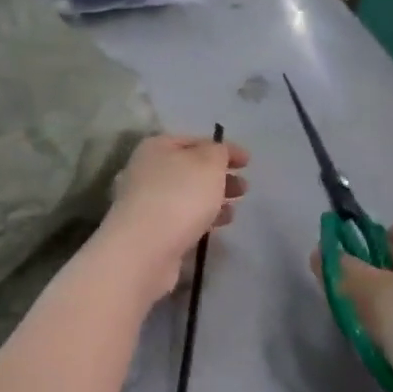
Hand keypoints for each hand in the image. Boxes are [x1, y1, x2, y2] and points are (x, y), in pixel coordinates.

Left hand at [101, 134, 249, 300]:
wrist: (144, 250)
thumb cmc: (179, 197)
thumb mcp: (208, 163)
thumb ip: (218, 152)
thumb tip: (216, 153)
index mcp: (155, 148)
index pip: (194, 141)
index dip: (223, 149)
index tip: (248, 162)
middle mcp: (145, 172)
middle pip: (188, 170)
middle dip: (219, 177)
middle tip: (244, 188)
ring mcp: (144, 204)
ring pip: (185, 196)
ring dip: (212, 200)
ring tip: (234, 211)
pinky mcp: (148, 232)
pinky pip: (180, 219)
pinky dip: (200, 219)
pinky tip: (217, 227)